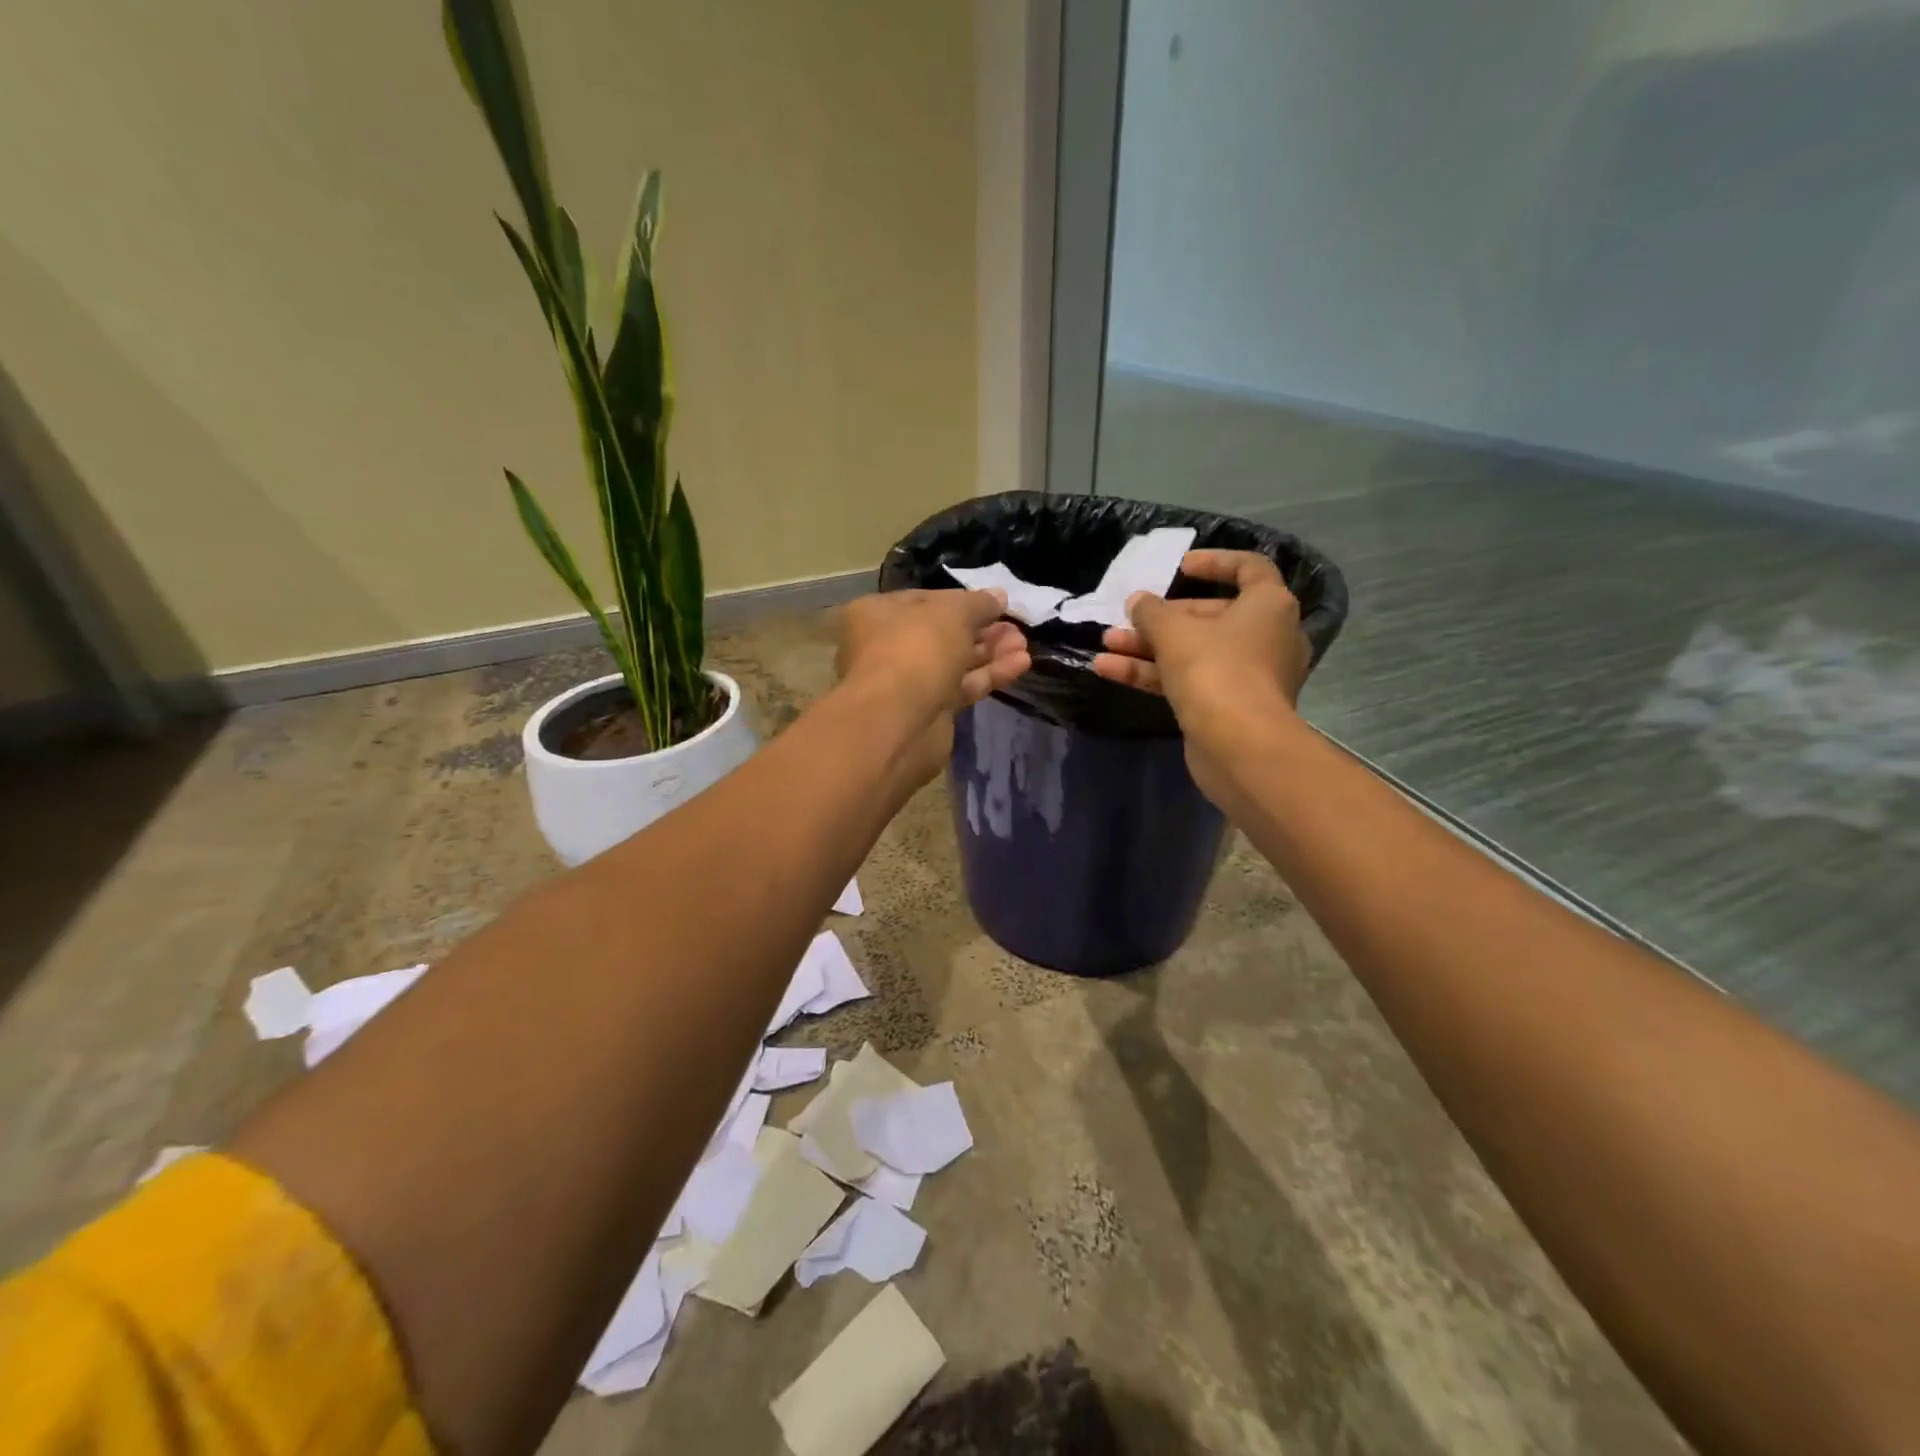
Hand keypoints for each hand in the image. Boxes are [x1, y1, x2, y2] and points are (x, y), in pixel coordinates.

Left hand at [836, 589, 1031, 784]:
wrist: (898, 724)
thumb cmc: (916, 651)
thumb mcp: (951, 613)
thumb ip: (978, 603)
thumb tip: (998, 597)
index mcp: (876, 614)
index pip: (924, 600)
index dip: (961, 600)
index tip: (995, 603)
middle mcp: (887, 647)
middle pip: (942, 633)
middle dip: (981, 629)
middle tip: (1015, 627)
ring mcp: (909, 682)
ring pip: (954, 661)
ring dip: (990, 652)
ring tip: (1023, 644)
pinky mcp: (929, 710)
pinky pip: (962, 687)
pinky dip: (988, 675)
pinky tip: (1020, 664)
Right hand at [1091, 550, 1309, 800]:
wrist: (1239, 746)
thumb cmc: (1215, 670)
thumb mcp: (1174, 632)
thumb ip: (1151, 612)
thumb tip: (1138, 601)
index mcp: (1269, 605)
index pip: (1249, 568)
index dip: (1214, 562)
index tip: (1179, 566)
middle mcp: (1267, 637)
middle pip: (1211, 616)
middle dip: (1162, 618)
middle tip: (1129, 617)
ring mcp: (1249, 675)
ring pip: (1194, 651)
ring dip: (1149, 647)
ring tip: (1106, 643)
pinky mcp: (1230, 707)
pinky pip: (1190, 680)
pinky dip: (1154, 674)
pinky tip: (1109, 671)